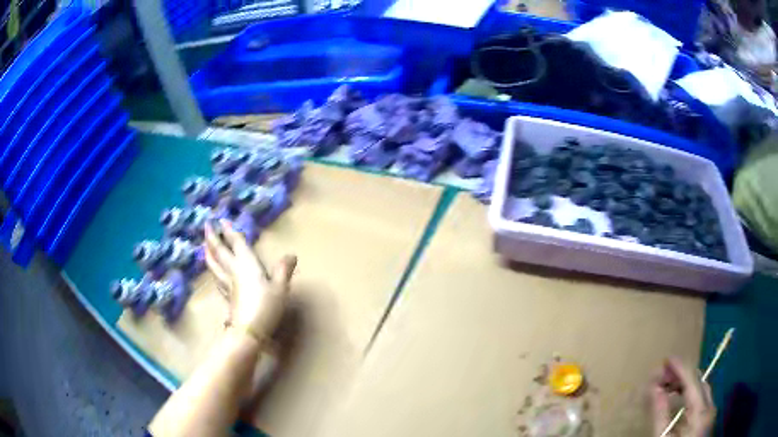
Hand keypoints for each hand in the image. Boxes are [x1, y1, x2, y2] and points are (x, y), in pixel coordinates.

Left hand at [204, 220, 296, 342]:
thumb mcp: (280, 287)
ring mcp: (228, 285)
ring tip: (204, 247)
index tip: (221, 220)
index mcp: (247, 264)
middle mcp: (234, 271)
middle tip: (206, 226)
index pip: (236, 244)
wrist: (249, 331)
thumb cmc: (266, 306)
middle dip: (213, 238)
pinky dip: (214, 272)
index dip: (229, 232)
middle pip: (220, 252)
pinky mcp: (227, 298)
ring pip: (215, 265)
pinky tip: (214, 275)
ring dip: (209, 254)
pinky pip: (217, 280)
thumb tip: (292, 255)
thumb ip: (284, 270)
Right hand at [651, 357, 714, 436]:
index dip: (680, 368)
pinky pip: (702, 397)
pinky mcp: (708, 416)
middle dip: (682, 375)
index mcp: (701, 411)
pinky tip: (680, 398)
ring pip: (701, 388)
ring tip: (669, 384)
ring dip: (686, 383)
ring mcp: (711, 410)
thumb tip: (654, 389)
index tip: (666, 358)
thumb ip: (660, 415)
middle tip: (663, 374)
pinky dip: (690, 392)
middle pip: (699, 381)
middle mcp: (710, 405)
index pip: (692, 381)